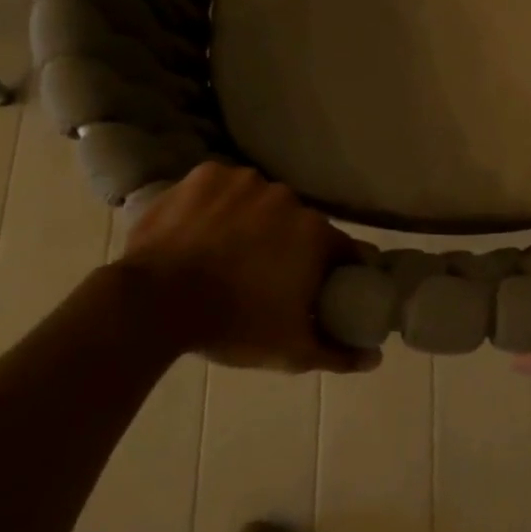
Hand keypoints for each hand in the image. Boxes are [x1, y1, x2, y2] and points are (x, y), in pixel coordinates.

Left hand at [111, 163, 377, 374]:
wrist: (154, 302)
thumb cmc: (232, 325)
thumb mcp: (290, 350)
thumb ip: (337, 353)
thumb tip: (375, 357)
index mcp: (315, 234)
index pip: (341, 248)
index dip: (334, 268)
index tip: (319, 284)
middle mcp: (287, 197)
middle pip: (298, 222)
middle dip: (288, 244)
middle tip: (264, 275)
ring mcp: (244, 181)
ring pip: (259, 201)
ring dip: (252, 221)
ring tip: (226, 252)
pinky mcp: (205, 174)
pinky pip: (222, 187)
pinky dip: (217, 204)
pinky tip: (202, 228)